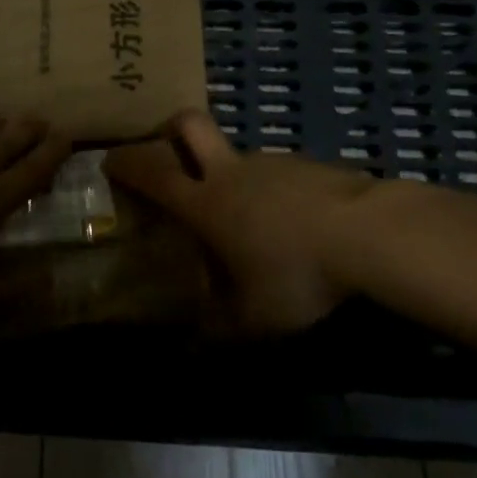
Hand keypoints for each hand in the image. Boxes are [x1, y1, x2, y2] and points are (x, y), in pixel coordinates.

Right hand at [103, 110, 375, 333]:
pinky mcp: (307, 164)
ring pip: (237, 154)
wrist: (367, 233)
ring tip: (245, 218)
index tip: (109, 159)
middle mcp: (232, 172)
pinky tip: (290, 223)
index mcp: (207, 203)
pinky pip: (276, 172)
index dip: (127, 162)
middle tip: (166, 148)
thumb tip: (190, 352)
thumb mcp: (254, 319)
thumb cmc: (296, 273)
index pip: (153, 173)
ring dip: (229, 173)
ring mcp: (272, 162)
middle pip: (190, 125)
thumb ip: (218, 332)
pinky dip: (270, 190)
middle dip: (170, 128)